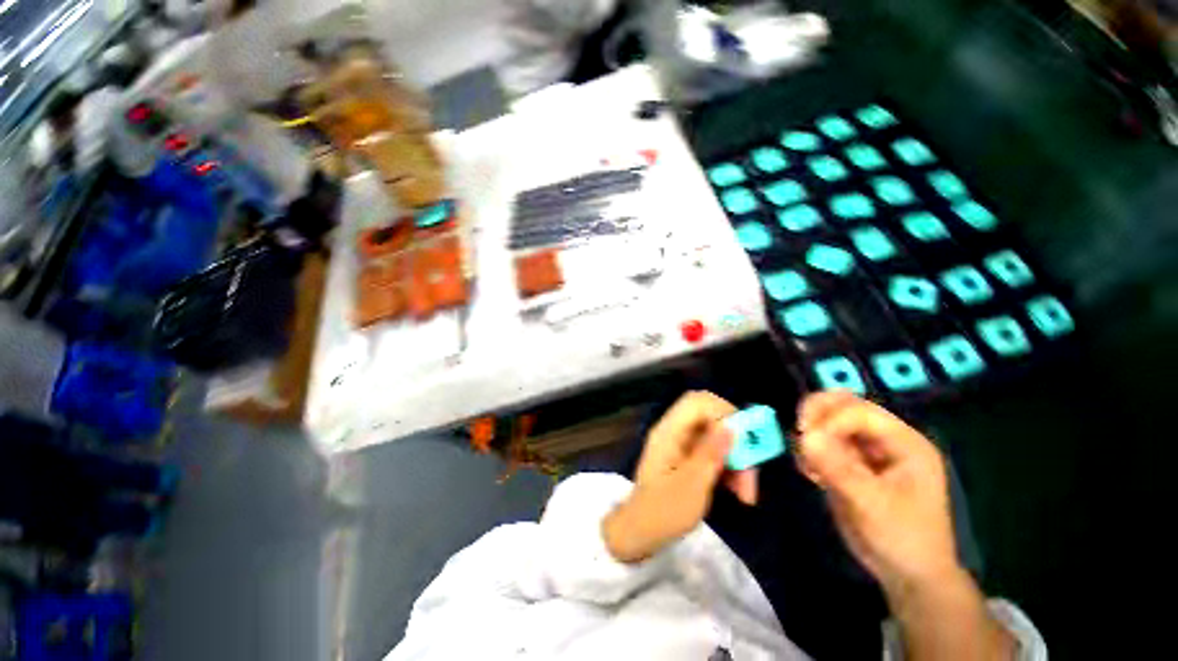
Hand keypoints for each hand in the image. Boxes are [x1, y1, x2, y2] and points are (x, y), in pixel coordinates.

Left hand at [604, 391, 754, 562]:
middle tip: (751, 473)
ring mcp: (680, 444)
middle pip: (711, 418)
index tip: (744, 441)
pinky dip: (727, 466)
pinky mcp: (686, 457)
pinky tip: (737, 490)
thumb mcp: (692, 486)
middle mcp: (674, 431)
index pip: (698, 402)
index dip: (724, 412)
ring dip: (735, 458)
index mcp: (669, 431)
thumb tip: (732, 427)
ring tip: (746, 493)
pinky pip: (712, 451)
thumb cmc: (663, 512)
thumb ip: (711, 453)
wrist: (640, 533)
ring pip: (715, 436)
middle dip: (735, 441)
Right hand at [794, 391, 956, 594]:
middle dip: (817, 413)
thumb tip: (804, 436)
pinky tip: (810, 474)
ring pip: (828, 422)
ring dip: (811, 434)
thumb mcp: (871, 505)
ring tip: (807, 463)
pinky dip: (809, 452)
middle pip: (844, 405)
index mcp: (904, 442)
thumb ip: (838, 468)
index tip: (805, 437)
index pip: (860, 411)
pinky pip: (821, 444)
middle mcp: (884, 439)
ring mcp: (864, 451)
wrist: (906, 574)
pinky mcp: (847, 464)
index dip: (831, 419)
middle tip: (799, 431)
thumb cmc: (902, 538)